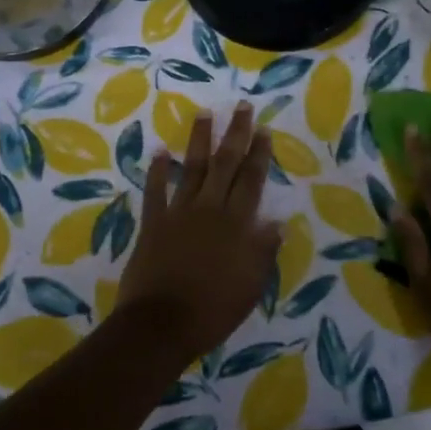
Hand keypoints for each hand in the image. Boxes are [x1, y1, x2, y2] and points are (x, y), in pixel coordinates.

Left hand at [118, 101, 280, 361]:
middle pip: (225, 164)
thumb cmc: (213, 309)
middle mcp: (209, 209)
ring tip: (204, 113)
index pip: (251, 181)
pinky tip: (160, 152)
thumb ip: (263, 251)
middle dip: (235, 134)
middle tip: (241, 106)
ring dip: (199, 140)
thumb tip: (277, 222)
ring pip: (192, 168)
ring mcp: (178, 213)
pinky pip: (155, 191)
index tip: (262, 129)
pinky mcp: (153, 223)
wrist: (162, 323)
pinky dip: (157, 171)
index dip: (258, 154)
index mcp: (236, 224)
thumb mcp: (251, 285)